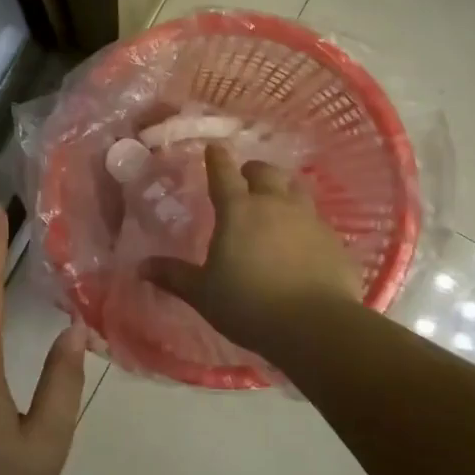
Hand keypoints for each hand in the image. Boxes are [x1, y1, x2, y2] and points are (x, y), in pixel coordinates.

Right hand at [145, 144, 363, 354]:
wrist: (315, 326)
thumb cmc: (249, 305)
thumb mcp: (203, 293)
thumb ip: (174, 276)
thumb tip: (141, 266)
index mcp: (238, 211)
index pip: (224, 173)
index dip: (217, 159)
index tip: (213, 148)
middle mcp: (274, 205)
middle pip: (266, 172)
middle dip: (253, 170)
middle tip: (245, 177)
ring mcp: (308, 220)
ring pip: (296, 189)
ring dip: (283, 188)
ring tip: (276, 200)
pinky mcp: (333, 241)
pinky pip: (316, 220)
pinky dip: (304, 222)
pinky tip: (302, 239)